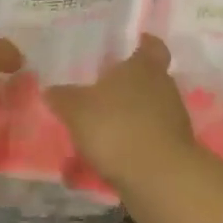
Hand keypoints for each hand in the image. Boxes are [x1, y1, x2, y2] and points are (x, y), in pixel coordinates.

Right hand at [46, 35, 194, 180]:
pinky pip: (142, 144)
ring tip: (90, 137)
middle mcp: (163, 88)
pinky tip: (97, 167)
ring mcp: (172, 121)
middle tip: (96, 95)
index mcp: (144, 67)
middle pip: (146, 81)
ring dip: (121, 122)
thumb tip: (51, 89)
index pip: (151, 46)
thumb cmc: (116, 126)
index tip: (134, 44)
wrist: (158, 177)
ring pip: (143, 114)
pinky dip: (124, 151)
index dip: (143, 44)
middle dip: (123, 89)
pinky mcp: (172, 151)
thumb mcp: (76, 109)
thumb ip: (63, 97)